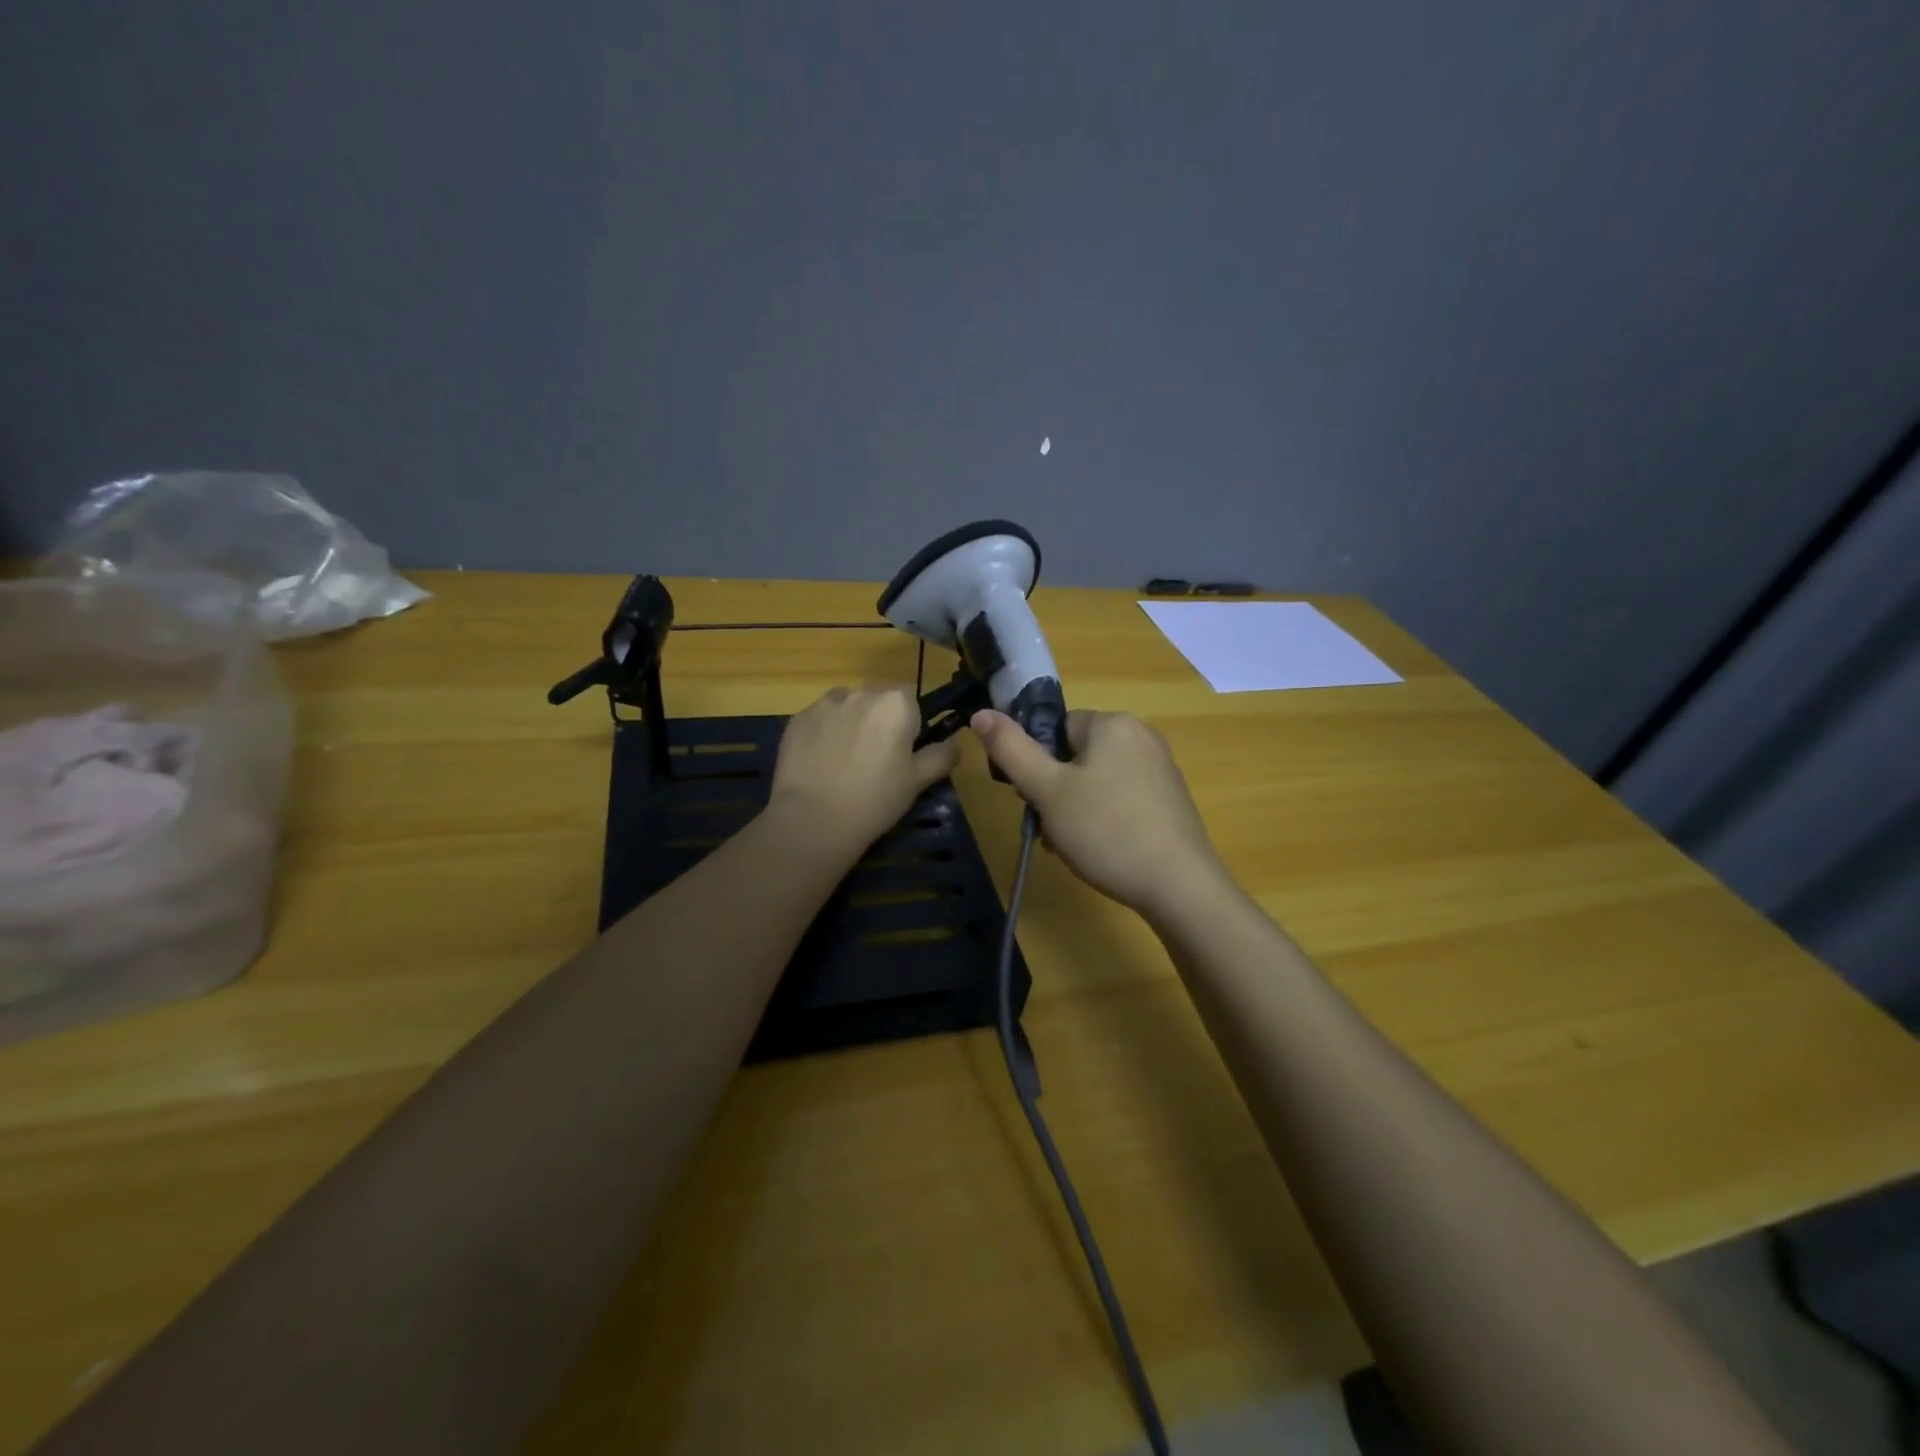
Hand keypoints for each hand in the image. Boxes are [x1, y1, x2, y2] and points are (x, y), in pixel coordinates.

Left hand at [769, 687, 960, 856]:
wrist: (814, 819)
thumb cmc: (876, 798)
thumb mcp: (919, 781)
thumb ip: (942, 755)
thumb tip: (955, 742)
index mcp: (896, 703)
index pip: (910, 700)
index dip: (908, 725)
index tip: (901, 753)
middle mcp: (861, 692)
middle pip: (877, 699)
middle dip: (878, 720)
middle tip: (874, 760)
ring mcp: (824, 704)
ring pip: (846, 706)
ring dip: (850, 723)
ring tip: (843, 761)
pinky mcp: (797, 719)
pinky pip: (819, 719)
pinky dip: (823, 734)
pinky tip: (820, 764)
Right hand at [969, 708, 1227, 920]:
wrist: (1180, 887)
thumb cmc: (1106, 831)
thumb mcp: (1048, 791)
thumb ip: (1011, 749)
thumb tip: (980, 713)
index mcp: (1112, 723)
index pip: (1054, 728)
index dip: (1035, 764)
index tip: (1033, 800)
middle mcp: (1141, 736)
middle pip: (1074, 756)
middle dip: (1054, 792)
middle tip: (1050, 830)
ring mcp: (1160, 769)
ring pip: (1095, 781)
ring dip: (1074, 810)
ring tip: (1072, 846)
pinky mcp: (1170, 799)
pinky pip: (1121, 798)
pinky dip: (1103, 819)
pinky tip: (1100, 851)